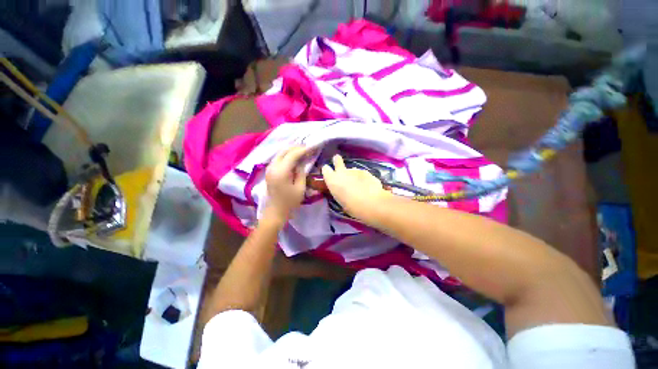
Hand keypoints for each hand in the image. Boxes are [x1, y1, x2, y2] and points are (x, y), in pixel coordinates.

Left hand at [263, 146, 310, 225]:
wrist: (276, 211)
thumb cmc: (290, 202)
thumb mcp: (300, 188)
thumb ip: (301, 172)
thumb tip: (302, 162)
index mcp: (281, 172)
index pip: (292, 155)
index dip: (302, 150)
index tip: (311, 147)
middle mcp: (273, 167)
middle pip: (284, 151)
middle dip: (296, 147)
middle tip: (307, 148)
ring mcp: (269, 168)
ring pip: (280, 153)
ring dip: (290, 150)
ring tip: (301, 150)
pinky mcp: (269, 171)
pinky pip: (277, 158)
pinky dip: (286, 155)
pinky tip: (293, 156)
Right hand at [321, 154, 390, 219]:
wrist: (371, 203)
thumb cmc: (352, 207)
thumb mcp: (341, 201)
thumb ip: (340, 192)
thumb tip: (343, 191)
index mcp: (332, 180)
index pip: (325, 169)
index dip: (327, 170)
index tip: (329, 173)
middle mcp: (342, 172)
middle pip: (337, 160)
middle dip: (337, 160)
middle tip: (338, 161)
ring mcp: (355, 170)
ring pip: (351, 169)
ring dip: (353, 175)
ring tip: (359, 185)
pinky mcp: (366, 171)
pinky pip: (362, 174)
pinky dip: (363, 179)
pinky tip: (368, 186)